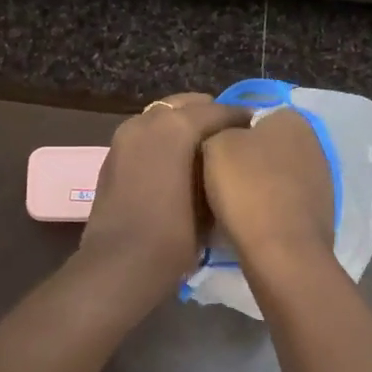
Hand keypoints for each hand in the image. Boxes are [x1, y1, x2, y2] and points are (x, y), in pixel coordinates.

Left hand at [79, 93, 251, 291]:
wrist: (120, 266)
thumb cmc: (174, 236)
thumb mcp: (211, 200)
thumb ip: (220, 167)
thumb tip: (227, 157)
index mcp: (176, 126)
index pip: (218, 111)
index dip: (241, 119)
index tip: (258, 131)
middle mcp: (147, 122)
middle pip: (186, 105)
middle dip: (209, 115)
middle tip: (231, 136)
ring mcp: (125, 137)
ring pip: (162, 117)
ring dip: (183, 126)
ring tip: (205, 150)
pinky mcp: (113, 156)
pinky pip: (146, 135)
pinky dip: (163, 140)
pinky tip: (178, 163)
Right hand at [201, 108, 335, 264]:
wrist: (282, 251)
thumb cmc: (247, 188)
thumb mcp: (215, 144)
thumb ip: (221, 129)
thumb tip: (229, 136)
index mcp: (291, 118)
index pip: (253, 115)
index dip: (228, 133)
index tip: (211, 154)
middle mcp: (314, 141)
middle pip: (266, 146)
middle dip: (246, 159)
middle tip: (217, 178)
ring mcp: (321, 178)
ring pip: (276, 175)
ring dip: (258, 186)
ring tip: (231, 205)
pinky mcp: (320, 211)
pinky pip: (285, 202)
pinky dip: (270, 209)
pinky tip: (251, 222)